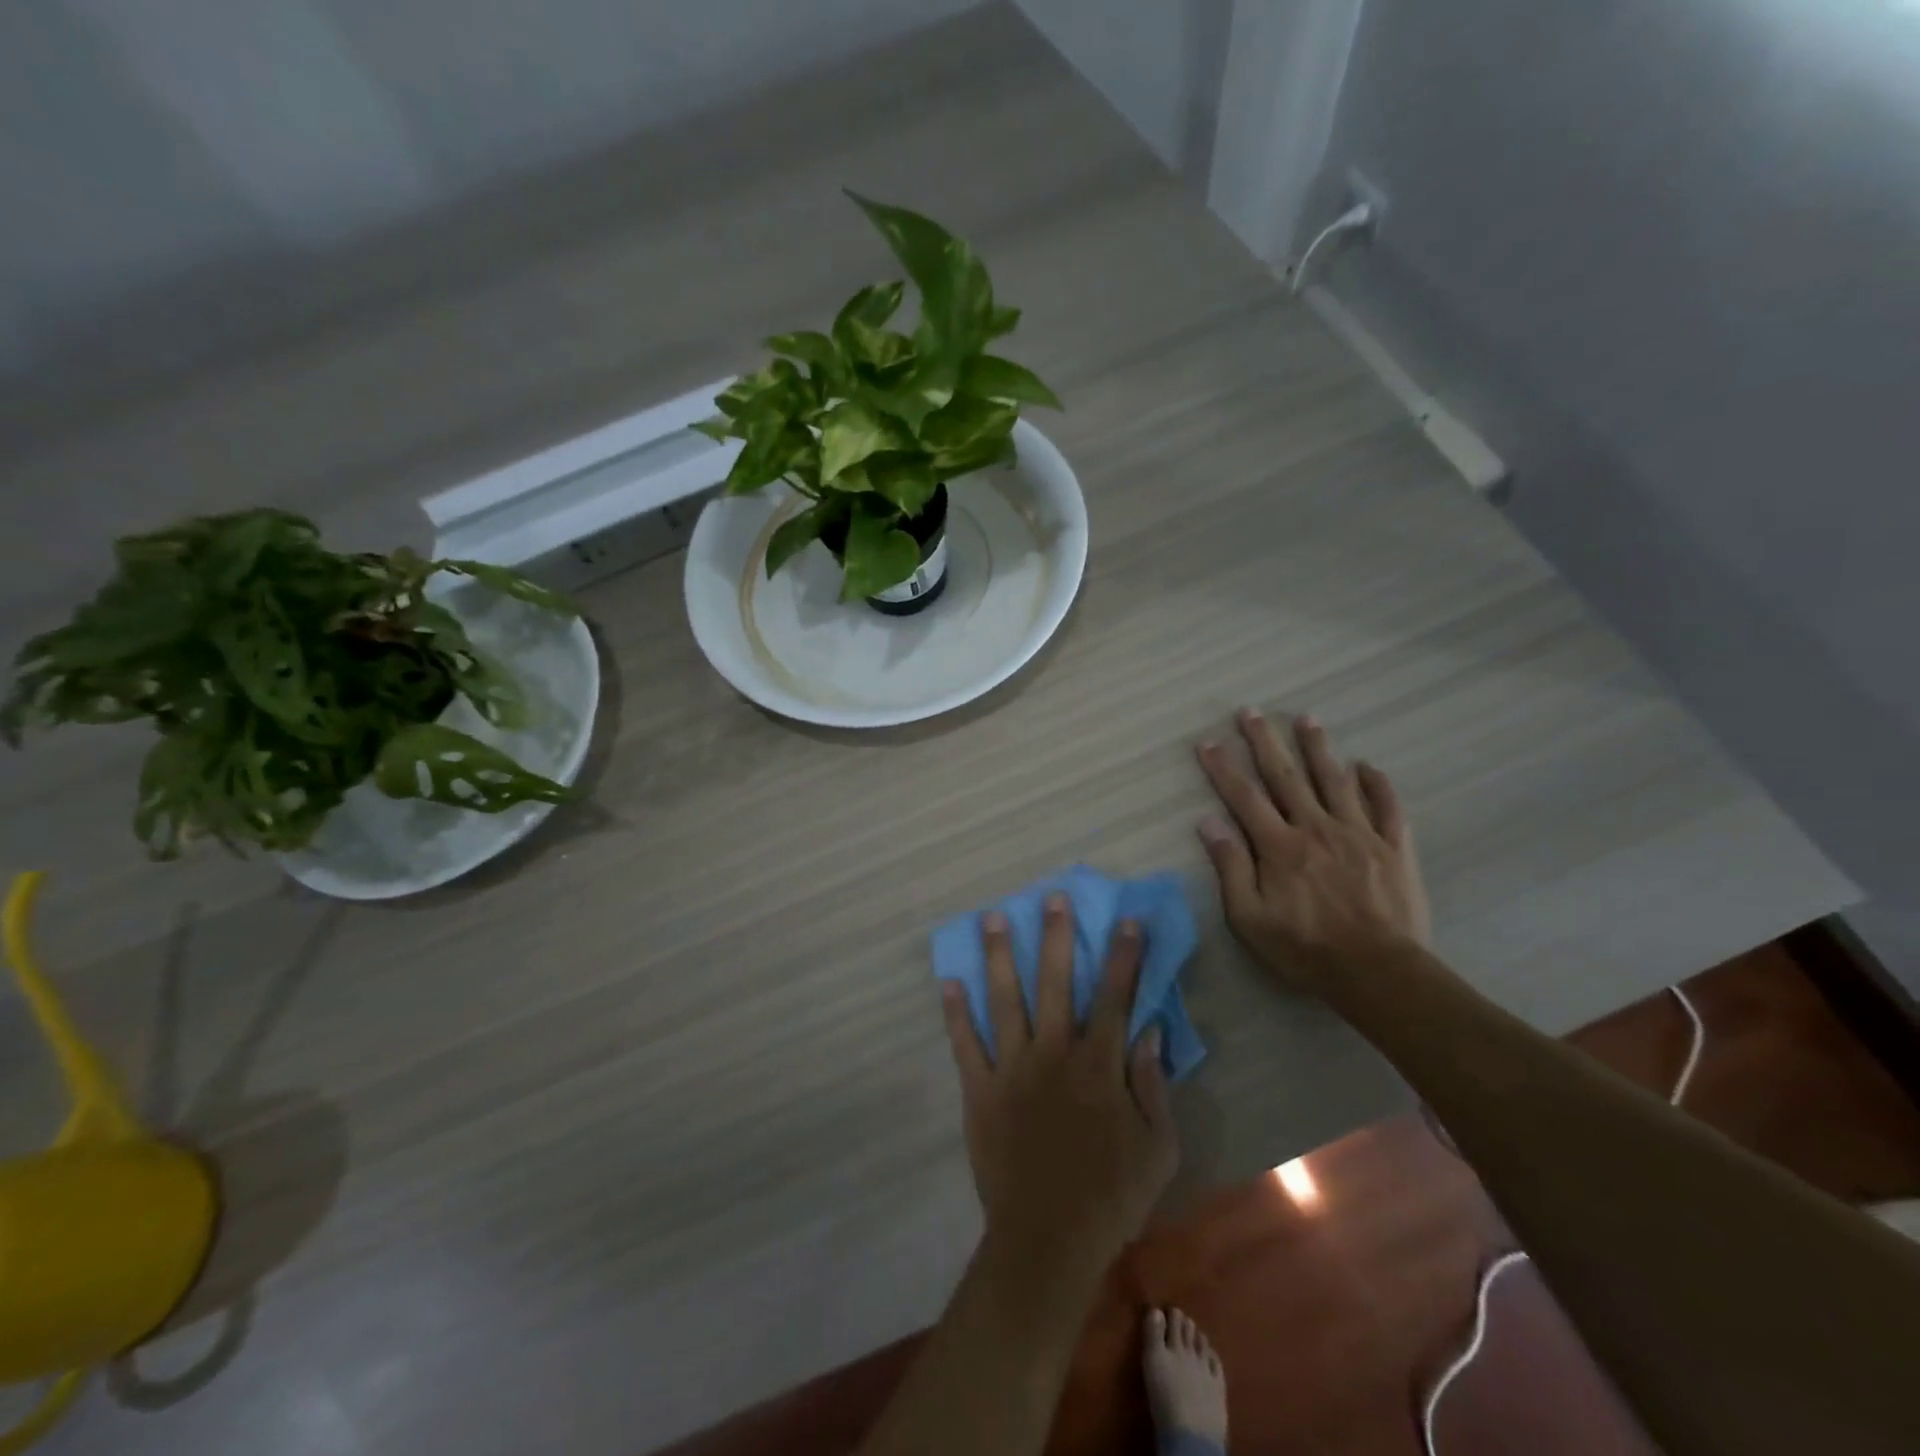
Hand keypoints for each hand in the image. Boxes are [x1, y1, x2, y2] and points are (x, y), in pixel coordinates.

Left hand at [941, 896, 1178, 1273]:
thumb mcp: (1159, 1147)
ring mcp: (1012, 1068)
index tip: (1126, 919)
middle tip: (1050, 897)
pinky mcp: (980, 1090)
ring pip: (1005, 1000)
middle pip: (1055, 982)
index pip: (1115, 996)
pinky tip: (948, 981)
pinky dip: (955, 1013)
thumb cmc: (1112, 1195)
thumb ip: (1153, 1084)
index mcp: (1098, 1064)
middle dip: (1056, 936)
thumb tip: (1149, 1031)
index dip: (1123, 955)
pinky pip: (965, 1044)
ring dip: (999, 956)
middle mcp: (1054, 1053)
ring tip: (991, 918)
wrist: (1049, 1238)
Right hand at [1196, 708, 1431, 991]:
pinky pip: (1387, 807)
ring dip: (1318, 748)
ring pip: (1335, 780)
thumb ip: (1231, 867)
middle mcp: (1316, 828)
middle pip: (1286, 776)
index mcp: (1279, 846)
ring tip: (1307, 719)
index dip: (1223, 767)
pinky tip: (1367, 766)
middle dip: (1265, 741)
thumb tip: (1208, 823)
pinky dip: (1377, 784)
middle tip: (1252, 711)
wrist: (1379, 973)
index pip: (1244, 796)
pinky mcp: (1394, 848)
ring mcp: (1359, 834)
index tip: (1208, 742)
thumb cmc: (1305, 949)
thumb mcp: (1250, 919)